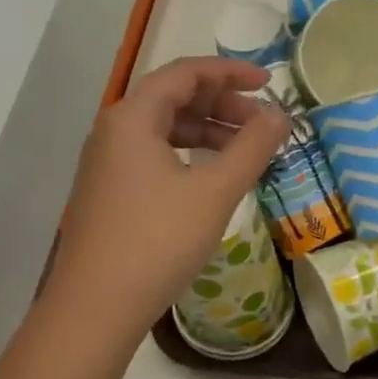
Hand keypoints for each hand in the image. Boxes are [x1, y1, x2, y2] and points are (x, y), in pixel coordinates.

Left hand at [42, 57, 289, 349]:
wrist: (97, 305)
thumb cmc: (159, 241)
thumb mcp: (215, 192)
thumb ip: (252, 148)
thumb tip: (280, 116)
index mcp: (133, 117)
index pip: (185, 73)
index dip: (230, 72)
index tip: (269, 81)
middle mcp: (114, 130)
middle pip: (173, 98)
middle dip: (222, 104)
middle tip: (263, 125)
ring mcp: (107, 163)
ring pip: (164, 130)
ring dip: (207, 132)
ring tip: (245, 152)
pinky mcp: (109, 192)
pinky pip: (154, 156)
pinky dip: (188, 155)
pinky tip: (211, 178)